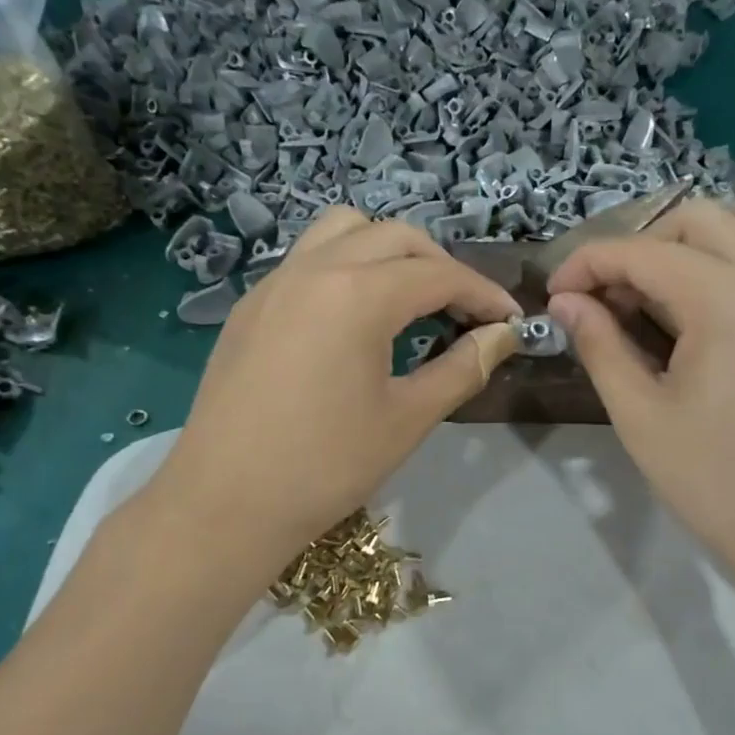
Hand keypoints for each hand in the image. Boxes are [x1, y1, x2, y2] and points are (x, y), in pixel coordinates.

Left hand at [152, 209, 519, 563]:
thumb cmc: (325, 466)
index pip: (439, 275)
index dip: (483, 295)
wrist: (224, 504)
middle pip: (396, 237)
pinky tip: (354, 316)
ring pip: (344, 231)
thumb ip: (463, 368)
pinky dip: (346, 265)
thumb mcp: (408, 419)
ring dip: (388, 250)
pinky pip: (308, 258)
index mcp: (358, 295)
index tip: (510, 321)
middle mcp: (315, 269)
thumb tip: (503, 337)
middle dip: (441, 266)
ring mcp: (275, 282)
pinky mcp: (251, 306)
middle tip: (465, 311)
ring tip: (409, 297)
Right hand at [546, 195, 734, 574]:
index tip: (558, 294)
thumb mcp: (639, 415)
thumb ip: (599, 345)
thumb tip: (567, 302)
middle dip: (643, 246)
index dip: (588, 265)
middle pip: (700, 220)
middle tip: (614, 298)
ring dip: (717, 232)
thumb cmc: (715, 480)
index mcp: (726, 299)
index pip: (642, 254)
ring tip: (685, 279)